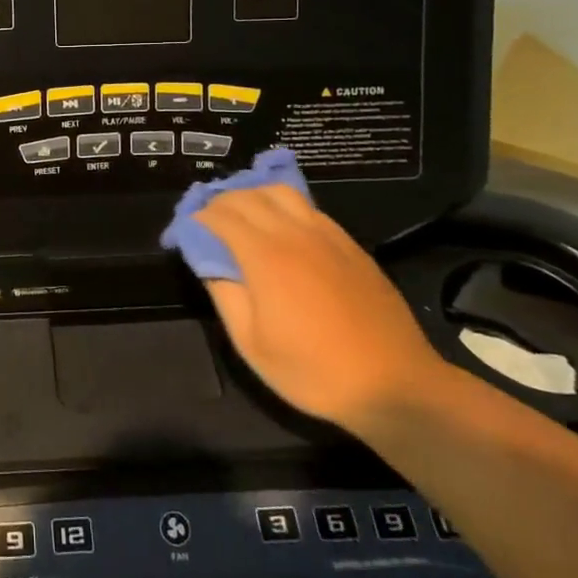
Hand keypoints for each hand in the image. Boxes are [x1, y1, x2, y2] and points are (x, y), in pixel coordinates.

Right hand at [196, 185, 450, 432]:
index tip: (182, 231)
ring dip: (253, 195)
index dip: (195, 218)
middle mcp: (294, 233)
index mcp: (265, 256)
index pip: (220, 216)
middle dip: (219, 201)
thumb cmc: (314, 371)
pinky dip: (283, 205)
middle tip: (205, 220)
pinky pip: (308, 208)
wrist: (395, 384)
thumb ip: (225, 294)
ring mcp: (326, 235)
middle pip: (248, 196)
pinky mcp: (350, 244)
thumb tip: (208, 262)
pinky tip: (280, 225)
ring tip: (240, 213)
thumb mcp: (252, 344)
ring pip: (281, 193)